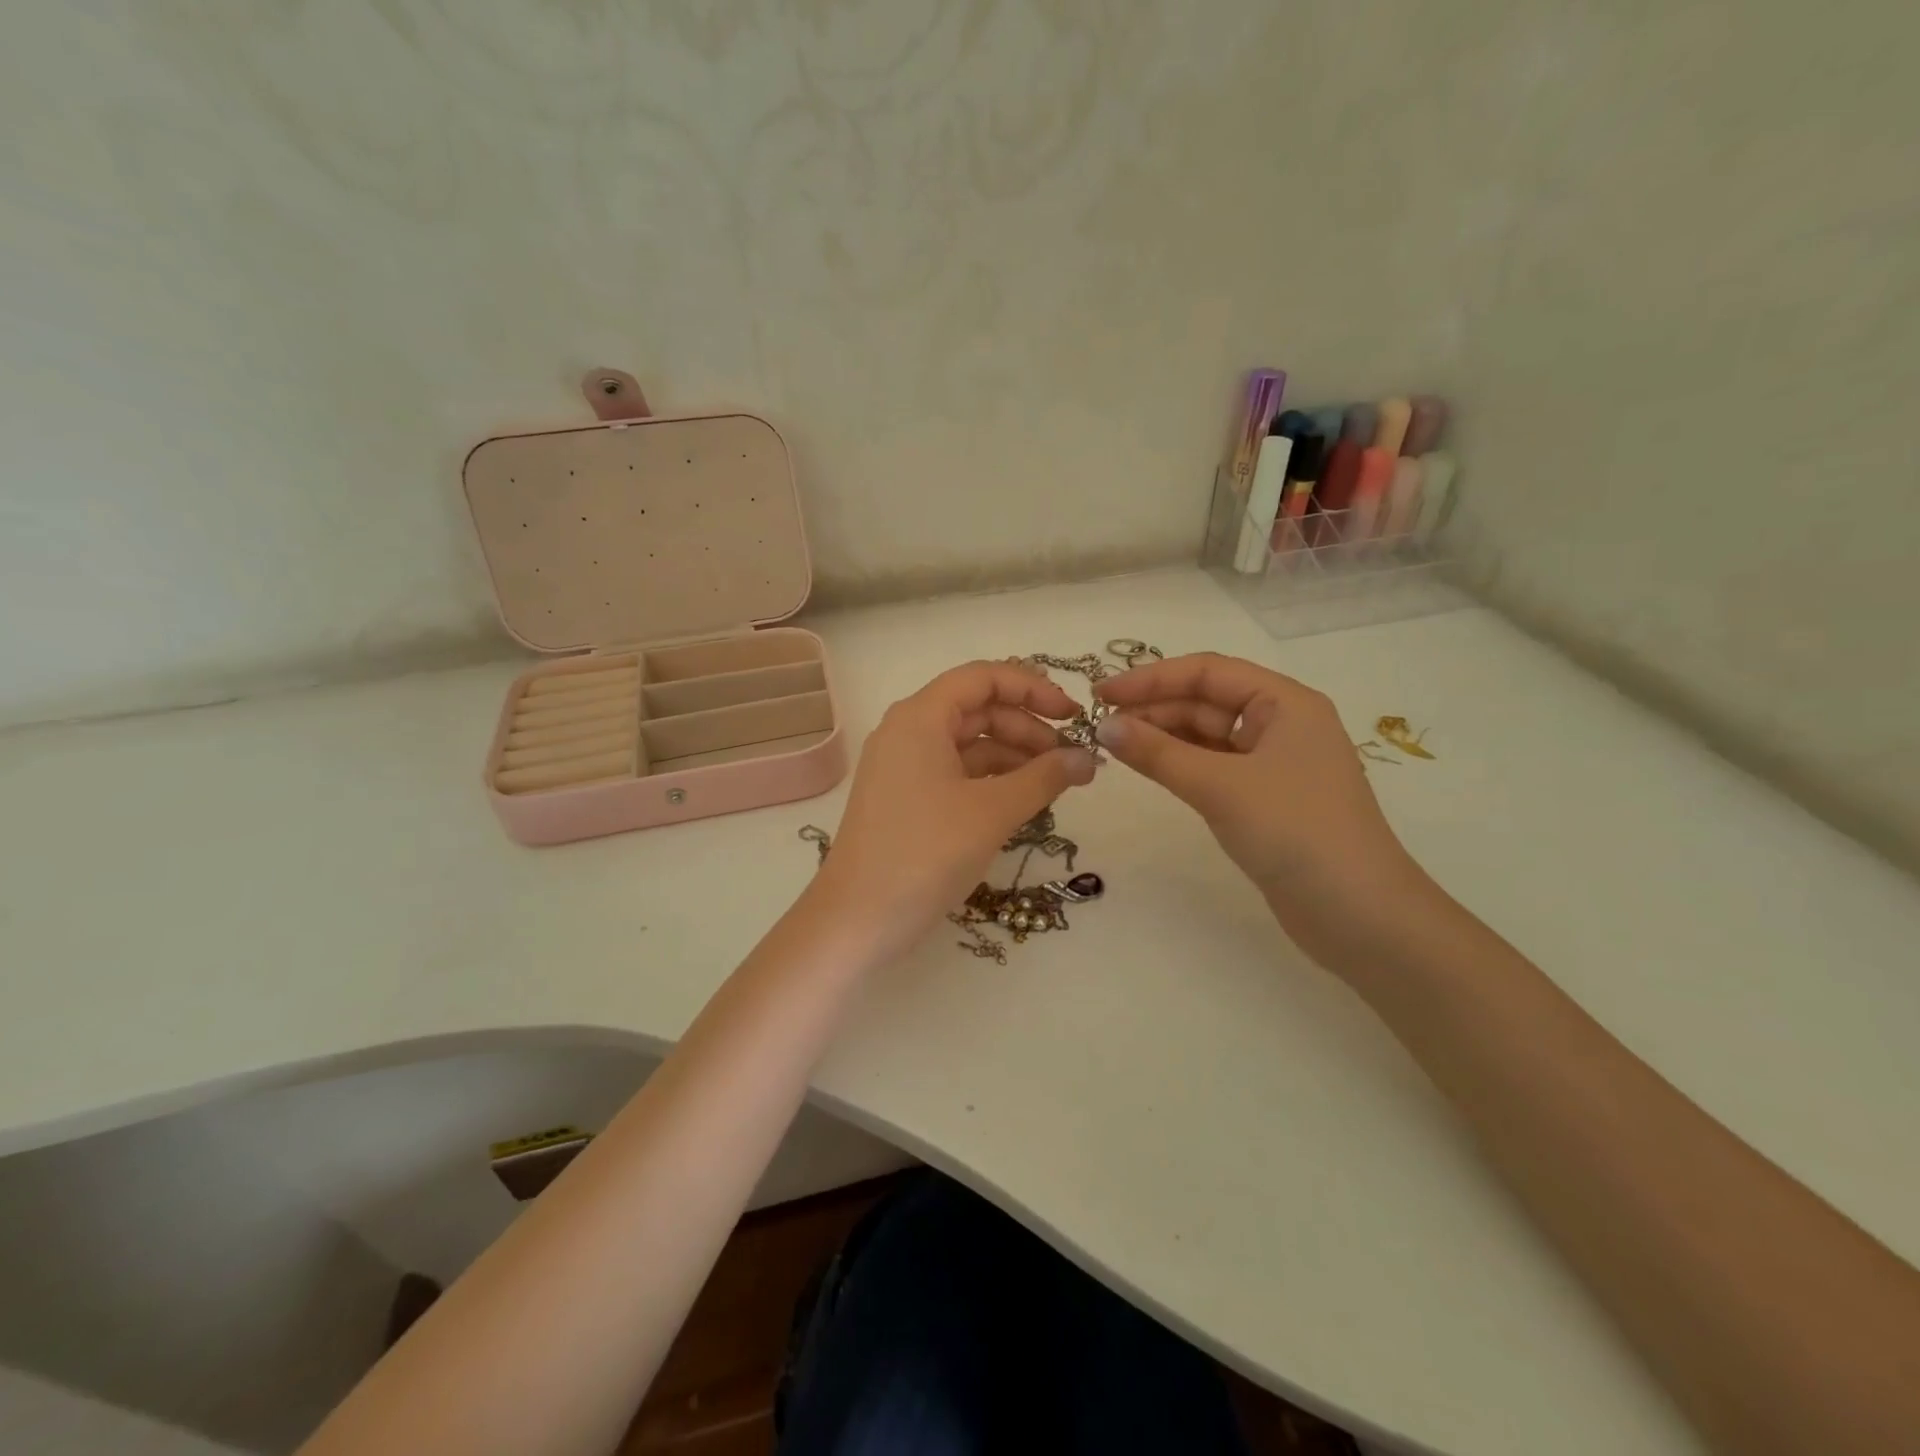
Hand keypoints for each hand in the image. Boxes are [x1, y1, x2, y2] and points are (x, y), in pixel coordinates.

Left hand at [812, 661, 1097, 959]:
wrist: (857, 920)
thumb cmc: (925, 853)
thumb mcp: (993, 812)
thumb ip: (1045, 778)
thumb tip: (1088, 758)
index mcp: (920, 718)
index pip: (983, 677)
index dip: (1032, 688)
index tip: (1072, 714)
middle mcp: (908, 732)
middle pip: (978, 709)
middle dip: (1028, 727)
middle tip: (1072, 758)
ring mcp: (904, 767)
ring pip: (969, 744)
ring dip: (1014, 756)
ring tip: (1056, 783)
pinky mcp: (906, 799)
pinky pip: (956, 773)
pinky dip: (992, 780)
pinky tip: (1024, 801)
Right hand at [1092, 653, 1426, 973]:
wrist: (1359, 915)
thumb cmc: (1295, 833)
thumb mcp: (1220, 786)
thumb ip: (1158, 753)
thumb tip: (1103, 726)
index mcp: (1285, 703)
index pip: (1207, 672)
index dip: (1150, 678)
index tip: (1101, 693)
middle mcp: (1282, 724)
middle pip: (1207, 700)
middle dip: (1154, 707)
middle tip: (1099, 724)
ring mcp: (1275, 764)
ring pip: (1208, 735)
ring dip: (1163, 736)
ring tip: (1114, 745)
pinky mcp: (1266, 799)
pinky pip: (1214, 766)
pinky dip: (1180, 764)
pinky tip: (1149, 768)